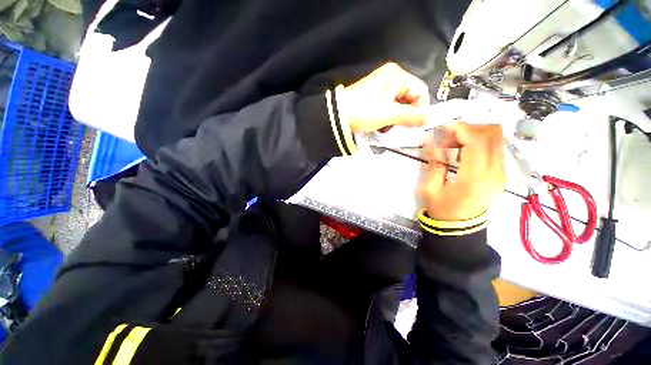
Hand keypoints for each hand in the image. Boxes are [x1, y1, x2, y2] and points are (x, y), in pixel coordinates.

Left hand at [340, 63, 429, 132]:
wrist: (338, 116)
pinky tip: (380, 125)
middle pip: (410, 98)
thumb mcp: (389, 115)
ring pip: (399, 105)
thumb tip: (430, 119)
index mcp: (397, 75)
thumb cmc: (365, 112)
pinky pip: (388, 107)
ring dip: (396, 118)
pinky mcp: (373, 97)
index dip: (420, 109)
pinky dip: (387, 117)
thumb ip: (411, 116)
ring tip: (386, 127)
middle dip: (406, 115)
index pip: (420, 91)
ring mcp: (380, 87)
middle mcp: (390, 77)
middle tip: (398, 128)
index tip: (413, 125)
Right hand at [418, 121, 505, 220]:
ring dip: (475, 134)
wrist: (460, 227)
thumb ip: (435, 162)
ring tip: (454, 144)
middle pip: (493, 134)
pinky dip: (480, 142)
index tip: (443, 128)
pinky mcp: (501, 173)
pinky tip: (463, 152)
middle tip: (448, 137)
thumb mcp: (430, 188)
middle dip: (469, 128)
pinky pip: (496, 147)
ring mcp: (501, 172)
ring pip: (497, 138)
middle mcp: (495, 173)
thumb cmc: (441, 209)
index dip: (461, 129)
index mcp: (475, 178)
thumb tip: (431, 140)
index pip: (477, 142)